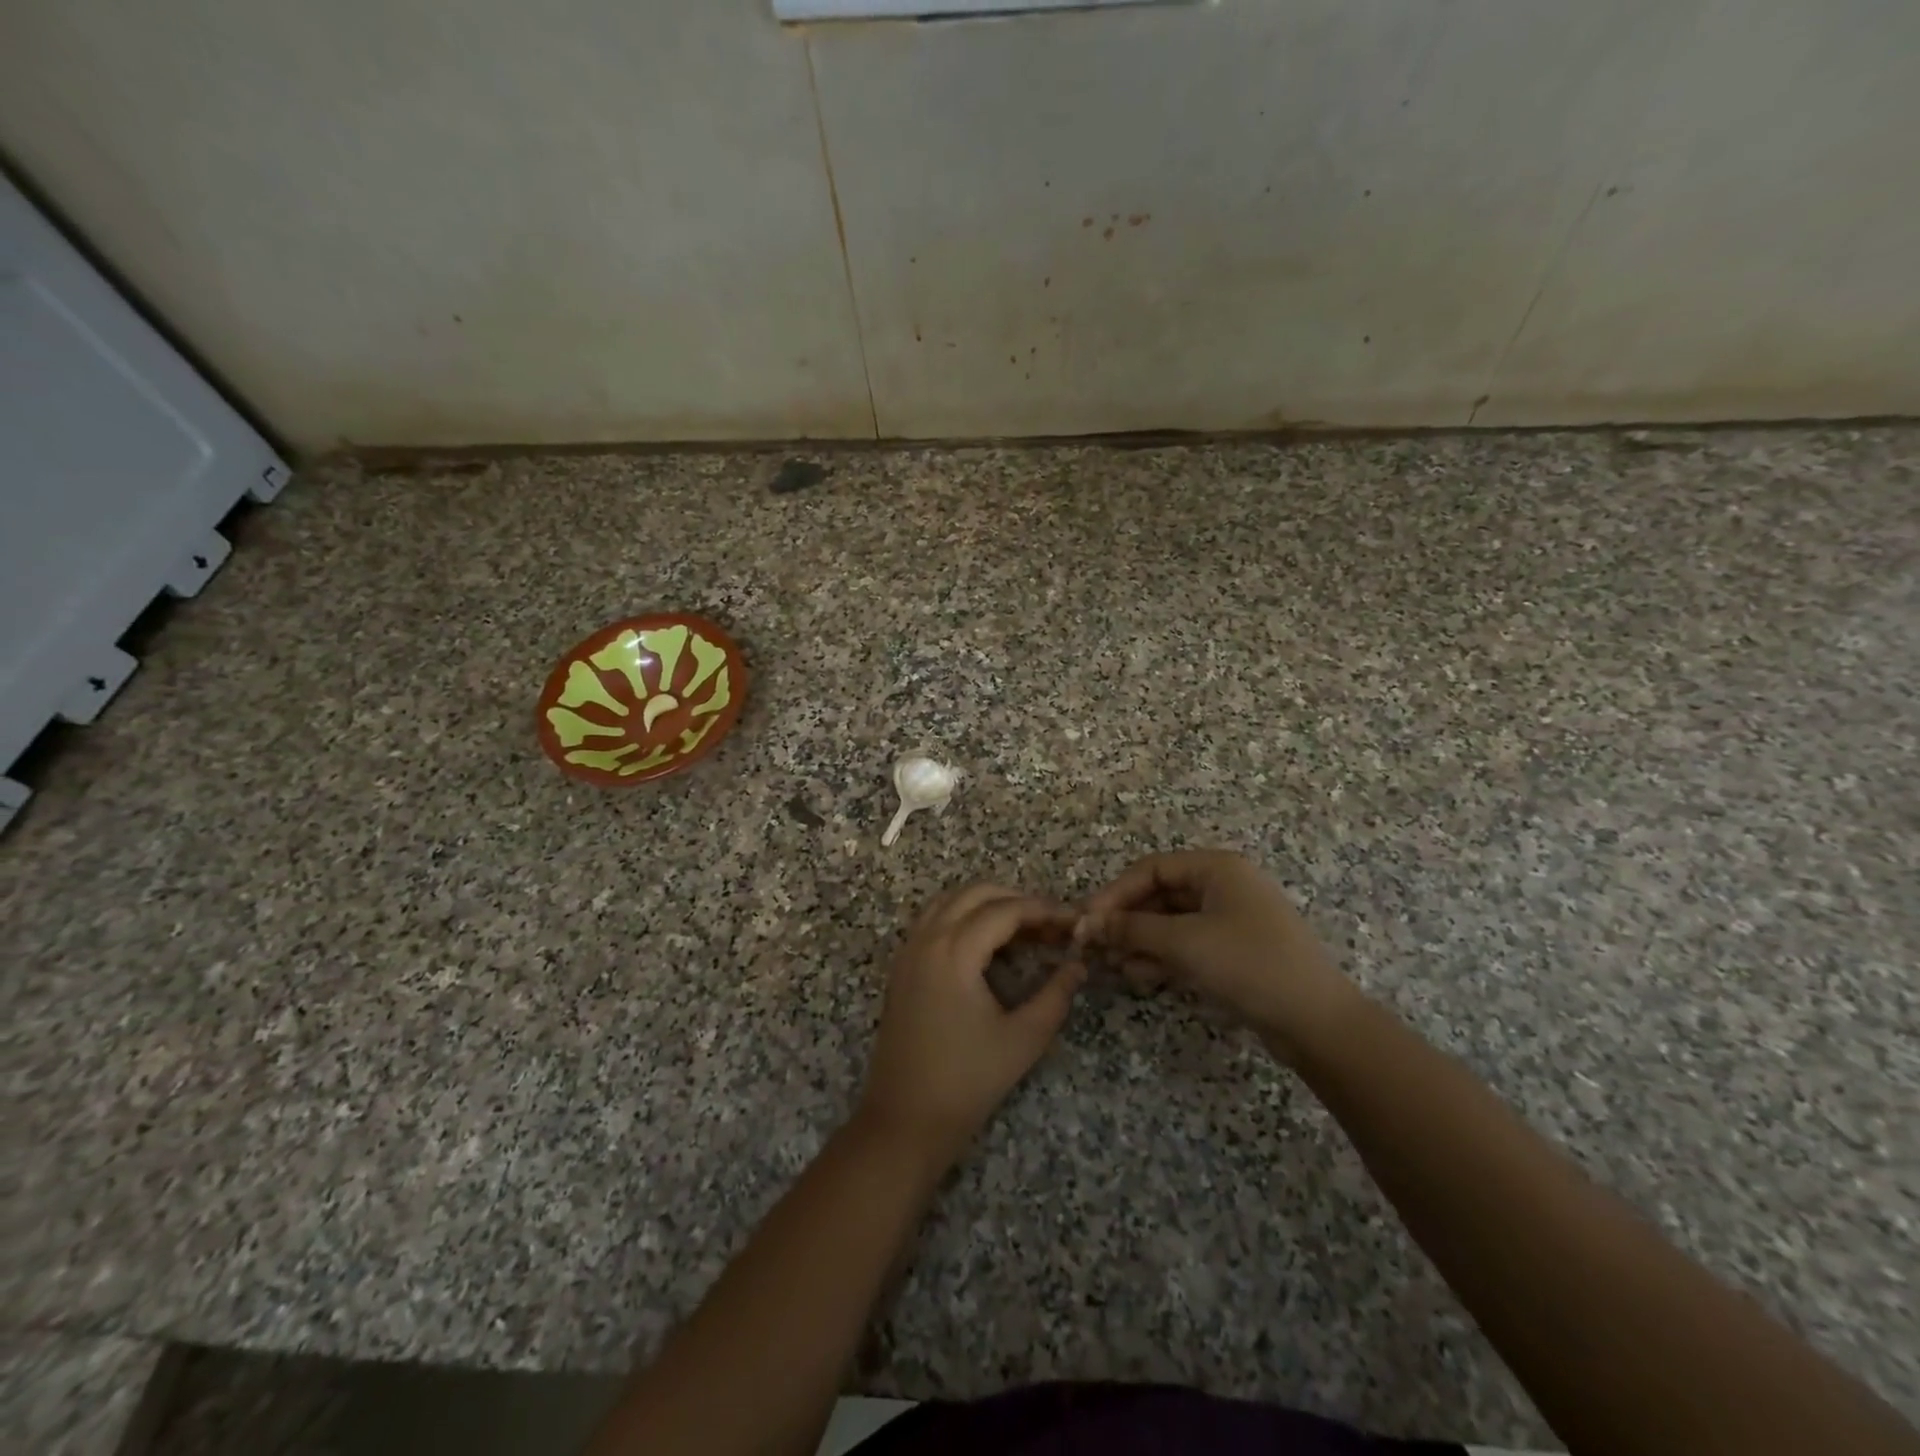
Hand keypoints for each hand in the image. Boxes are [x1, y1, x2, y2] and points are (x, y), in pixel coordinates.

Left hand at [858, 885, 1085, 1167]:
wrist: (904, 1119)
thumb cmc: (967, 1081)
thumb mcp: (1023, 1039)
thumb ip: (1055, 995)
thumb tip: (1077, 965)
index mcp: (954, 951)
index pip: (1005, 910)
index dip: (1043, 910)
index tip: (1072, 921)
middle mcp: (927, 939)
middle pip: (975, 893)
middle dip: (1015, 899)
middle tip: (1049, 923)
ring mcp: (908, 950)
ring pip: (950, 901)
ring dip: (986, 904)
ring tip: (1022, 928)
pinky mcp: (901, 966)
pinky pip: (933, 920)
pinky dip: (962, 916)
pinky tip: (986, 944)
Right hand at [1077, 851, 1360, 1062]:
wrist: (1316, 1022)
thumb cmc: (1248, 964)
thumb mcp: (1184, 942)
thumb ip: (1132, 929)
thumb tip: (1088, 924)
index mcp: (1216, 868)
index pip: (1150, 869)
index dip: (1114, 893)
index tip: (1086, 922)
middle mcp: (1223, 886)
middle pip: (1159, 896)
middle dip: (1126, 922)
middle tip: (1096, 948)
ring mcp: (1230, 920)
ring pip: (1170, 923)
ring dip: (1140, 942)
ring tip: (1115, 967)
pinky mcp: (1233, 952)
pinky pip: (1187, 945)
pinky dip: (1162, 957)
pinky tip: (1141, 976)